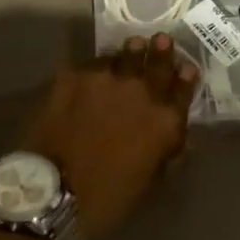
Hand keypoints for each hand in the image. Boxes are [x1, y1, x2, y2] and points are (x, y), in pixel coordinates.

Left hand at [18, 34, 197, 239]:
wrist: (53, 193)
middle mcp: (142, 92)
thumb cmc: (107, 199)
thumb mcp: (150, 183)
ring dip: (131, 52)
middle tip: (161, 40)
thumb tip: (178, 139)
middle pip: (158, 62)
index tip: (186, 68)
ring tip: (133, 46)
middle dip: (162, 50)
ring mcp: (107, 79)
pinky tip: (94, 72)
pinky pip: (92, 63)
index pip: (184, 89)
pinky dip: (98, 66)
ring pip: (125, 54)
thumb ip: (167, 153)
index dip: (186, 77)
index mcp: (165, 122)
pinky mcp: (74, 76)